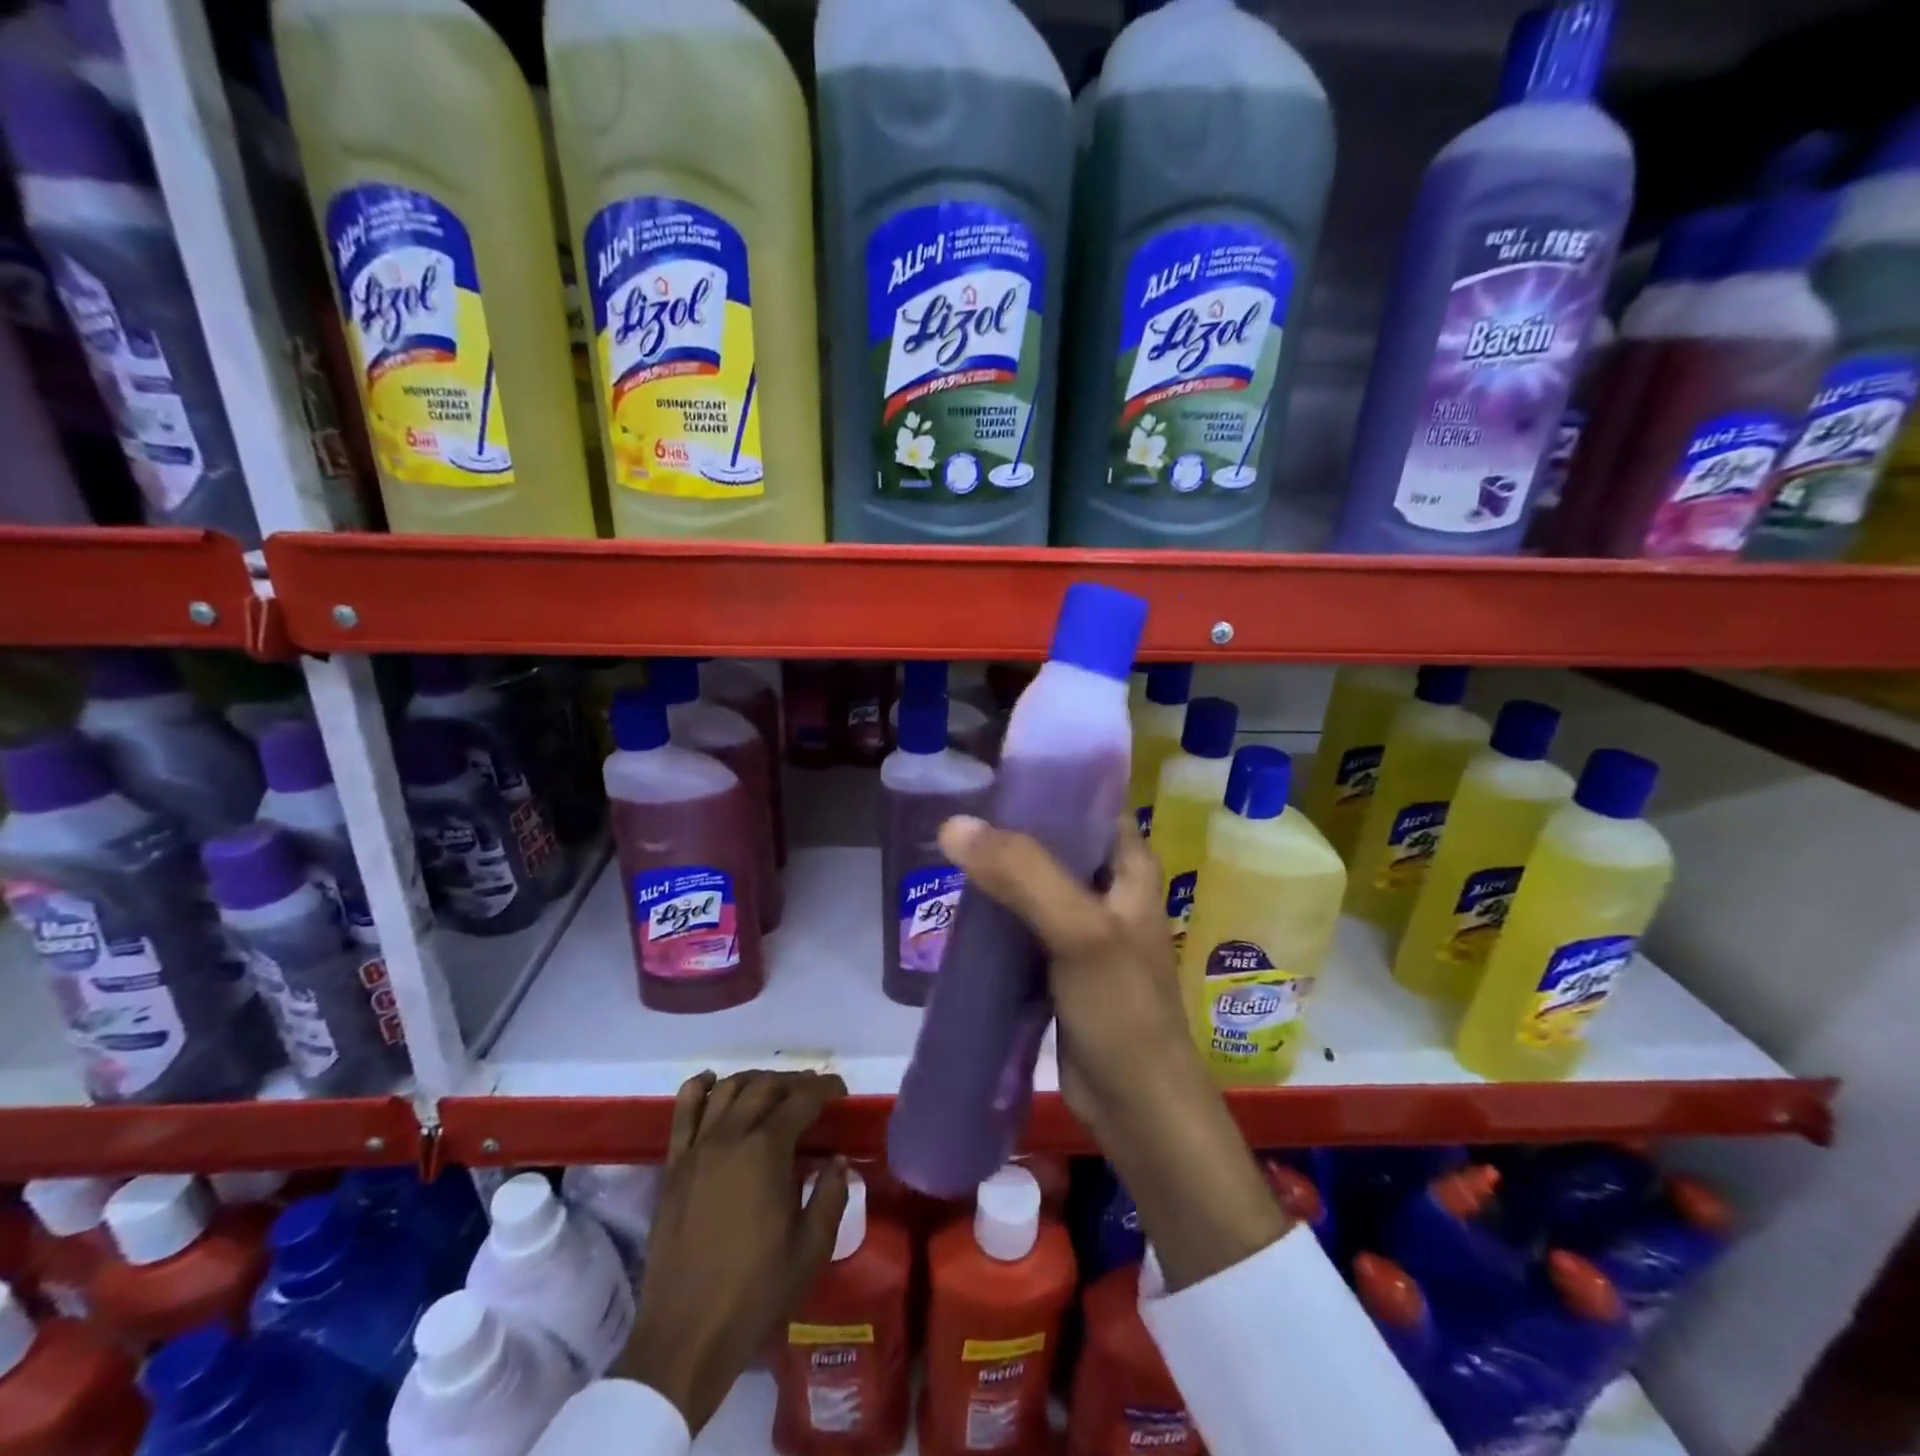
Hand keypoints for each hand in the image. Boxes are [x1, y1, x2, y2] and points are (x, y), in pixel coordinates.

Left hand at [618, 1070, 849, 1433]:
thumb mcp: (811, 1248)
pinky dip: (700, 1088)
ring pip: (728, 1089)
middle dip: (793, 1082)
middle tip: (812, 1093)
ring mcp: (697, 1148)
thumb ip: (831, 1195)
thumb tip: (838, 1161)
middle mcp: (730, 1136)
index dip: (825, 1087)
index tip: (840, 1090)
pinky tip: (713, 1083)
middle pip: (765, 1086)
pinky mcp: (673, 1166)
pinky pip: (684, 1110)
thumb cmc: (755, 1293)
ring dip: (755, 1080)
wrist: (686, 1336)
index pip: (801, 1099)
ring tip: (773, 1089)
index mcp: (766, 1151)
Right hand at [938, 813, 1289, 1291]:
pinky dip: (994, 911)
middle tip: (953, 814)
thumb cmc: (1122, 1012)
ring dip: (996, 870)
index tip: (988, 773)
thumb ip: (1022, 874)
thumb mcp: (1079, 932)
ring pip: (1032, 881)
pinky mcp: (1058, 962)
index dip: (1043, 782)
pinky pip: (1021, 922)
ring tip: (946, 851)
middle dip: (1007, 828)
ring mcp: (1082, 926)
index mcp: (1129, 864)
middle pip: (1052, 839)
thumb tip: (953, 824)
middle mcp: (1108, 886)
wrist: (1136, 1108)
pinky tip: (958, 905)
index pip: (1086, 801)